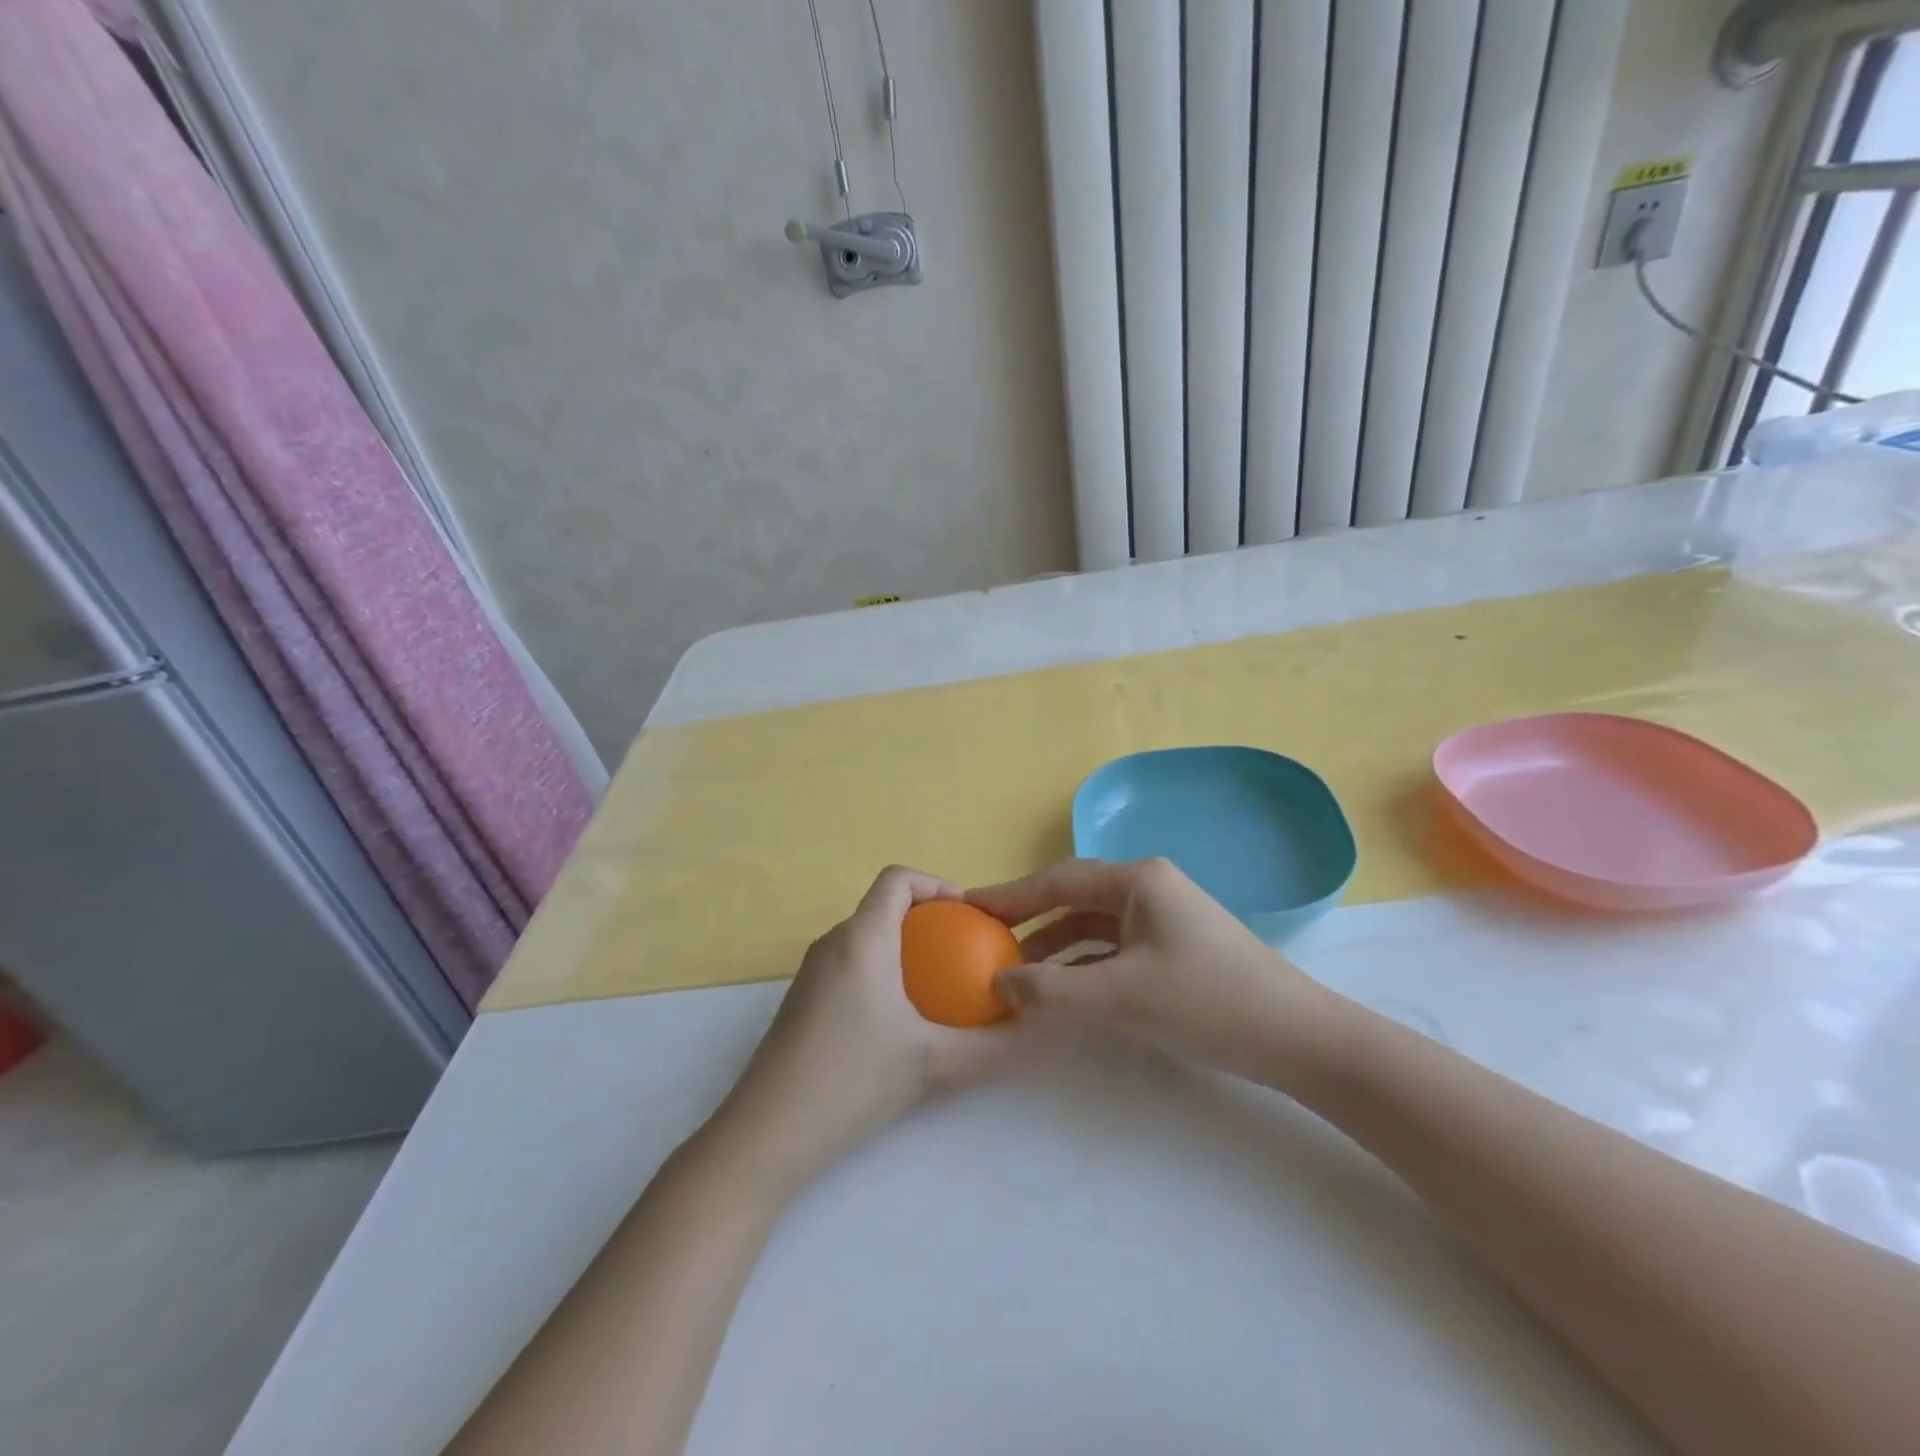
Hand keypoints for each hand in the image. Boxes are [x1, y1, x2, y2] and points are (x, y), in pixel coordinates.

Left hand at [709, 865, 1014, 1192]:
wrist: (767, 1131)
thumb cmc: (852, 1080)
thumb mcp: (931, 1062)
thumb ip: (989, 1046)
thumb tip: (1034, 1031)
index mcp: (862, 938)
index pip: (897, 878)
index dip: (937, 884)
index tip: (969, 917)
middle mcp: (833, 942)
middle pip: (883, 905)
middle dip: (928, 919)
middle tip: (965, 953)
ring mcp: (812, 970)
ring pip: (866, 936)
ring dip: (905, 947)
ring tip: (940, 985)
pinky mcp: (803, 998)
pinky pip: (851, 963)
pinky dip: (882, 970)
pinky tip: (901, 1018)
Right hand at [969, 858, 1337, 1087]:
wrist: (1297, 1039)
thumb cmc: (1207, 1003)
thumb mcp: (1120, 998)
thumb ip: (1051, 991)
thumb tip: (997, 984)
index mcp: (1136, 879)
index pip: (1056, 880)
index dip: (1009, 895)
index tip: (967, 908)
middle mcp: (1147, 887)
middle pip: (1072, 898)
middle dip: (1028, 921)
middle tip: (983, 942)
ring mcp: (1162, 916)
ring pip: (1091, 926)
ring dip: (1054, 949)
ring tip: (1014, 975)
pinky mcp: (1172, 946)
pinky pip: (1112, 948)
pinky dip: (1082, 966)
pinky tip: (1060, 990)